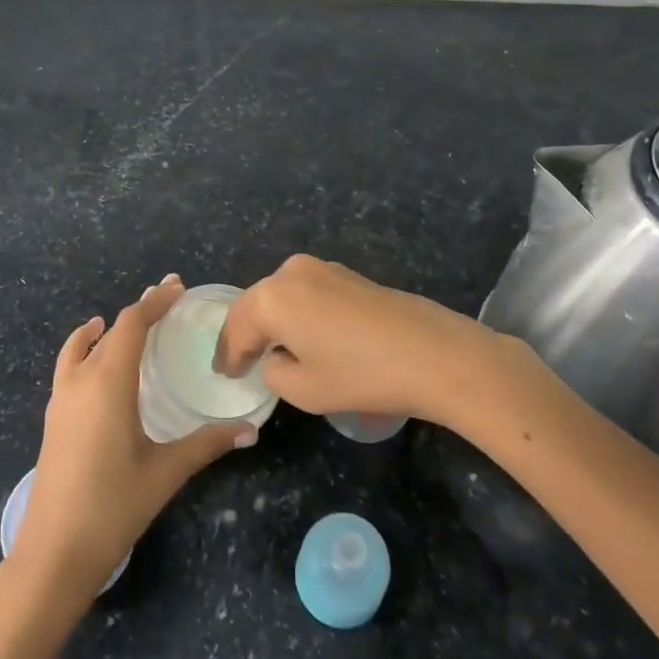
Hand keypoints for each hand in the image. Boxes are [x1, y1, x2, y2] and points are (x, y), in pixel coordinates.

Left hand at [11, 275, 257, 605]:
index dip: (154, 301)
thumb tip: (250, 429)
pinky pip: (70, 363)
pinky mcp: (53, 415)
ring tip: (136, 319)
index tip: (177, 287)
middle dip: (140, 310)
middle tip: (169, 300)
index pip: (132, 324)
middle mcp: (81, 379)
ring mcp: (61, 397)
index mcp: (108, 383)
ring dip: (111, 327)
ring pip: (86, 344)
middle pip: (111, 329)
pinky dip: (85, 345)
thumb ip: (206, 444)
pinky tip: (94, 350)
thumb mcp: (165, 472)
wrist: (53, 551)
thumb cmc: (113, 507)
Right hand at [215, 254, 519, 426]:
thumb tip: (276, 359)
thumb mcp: (305, 390)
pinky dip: (296, 312)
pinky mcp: (346, 274)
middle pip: (255, 304)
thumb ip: (274, 373)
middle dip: (245, 332)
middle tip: (238, 360)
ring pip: (280, 295)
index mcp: (271, 297)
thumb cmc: (362, 375)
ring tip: (268, 348)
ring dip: (271, 320)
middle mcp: (289, 272)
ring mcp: (321, 268)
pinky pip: (305, 293)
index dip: (228, 355)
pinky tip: (303, 334)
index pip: (237, 328)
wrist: (434, 354)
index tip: (224, 374)